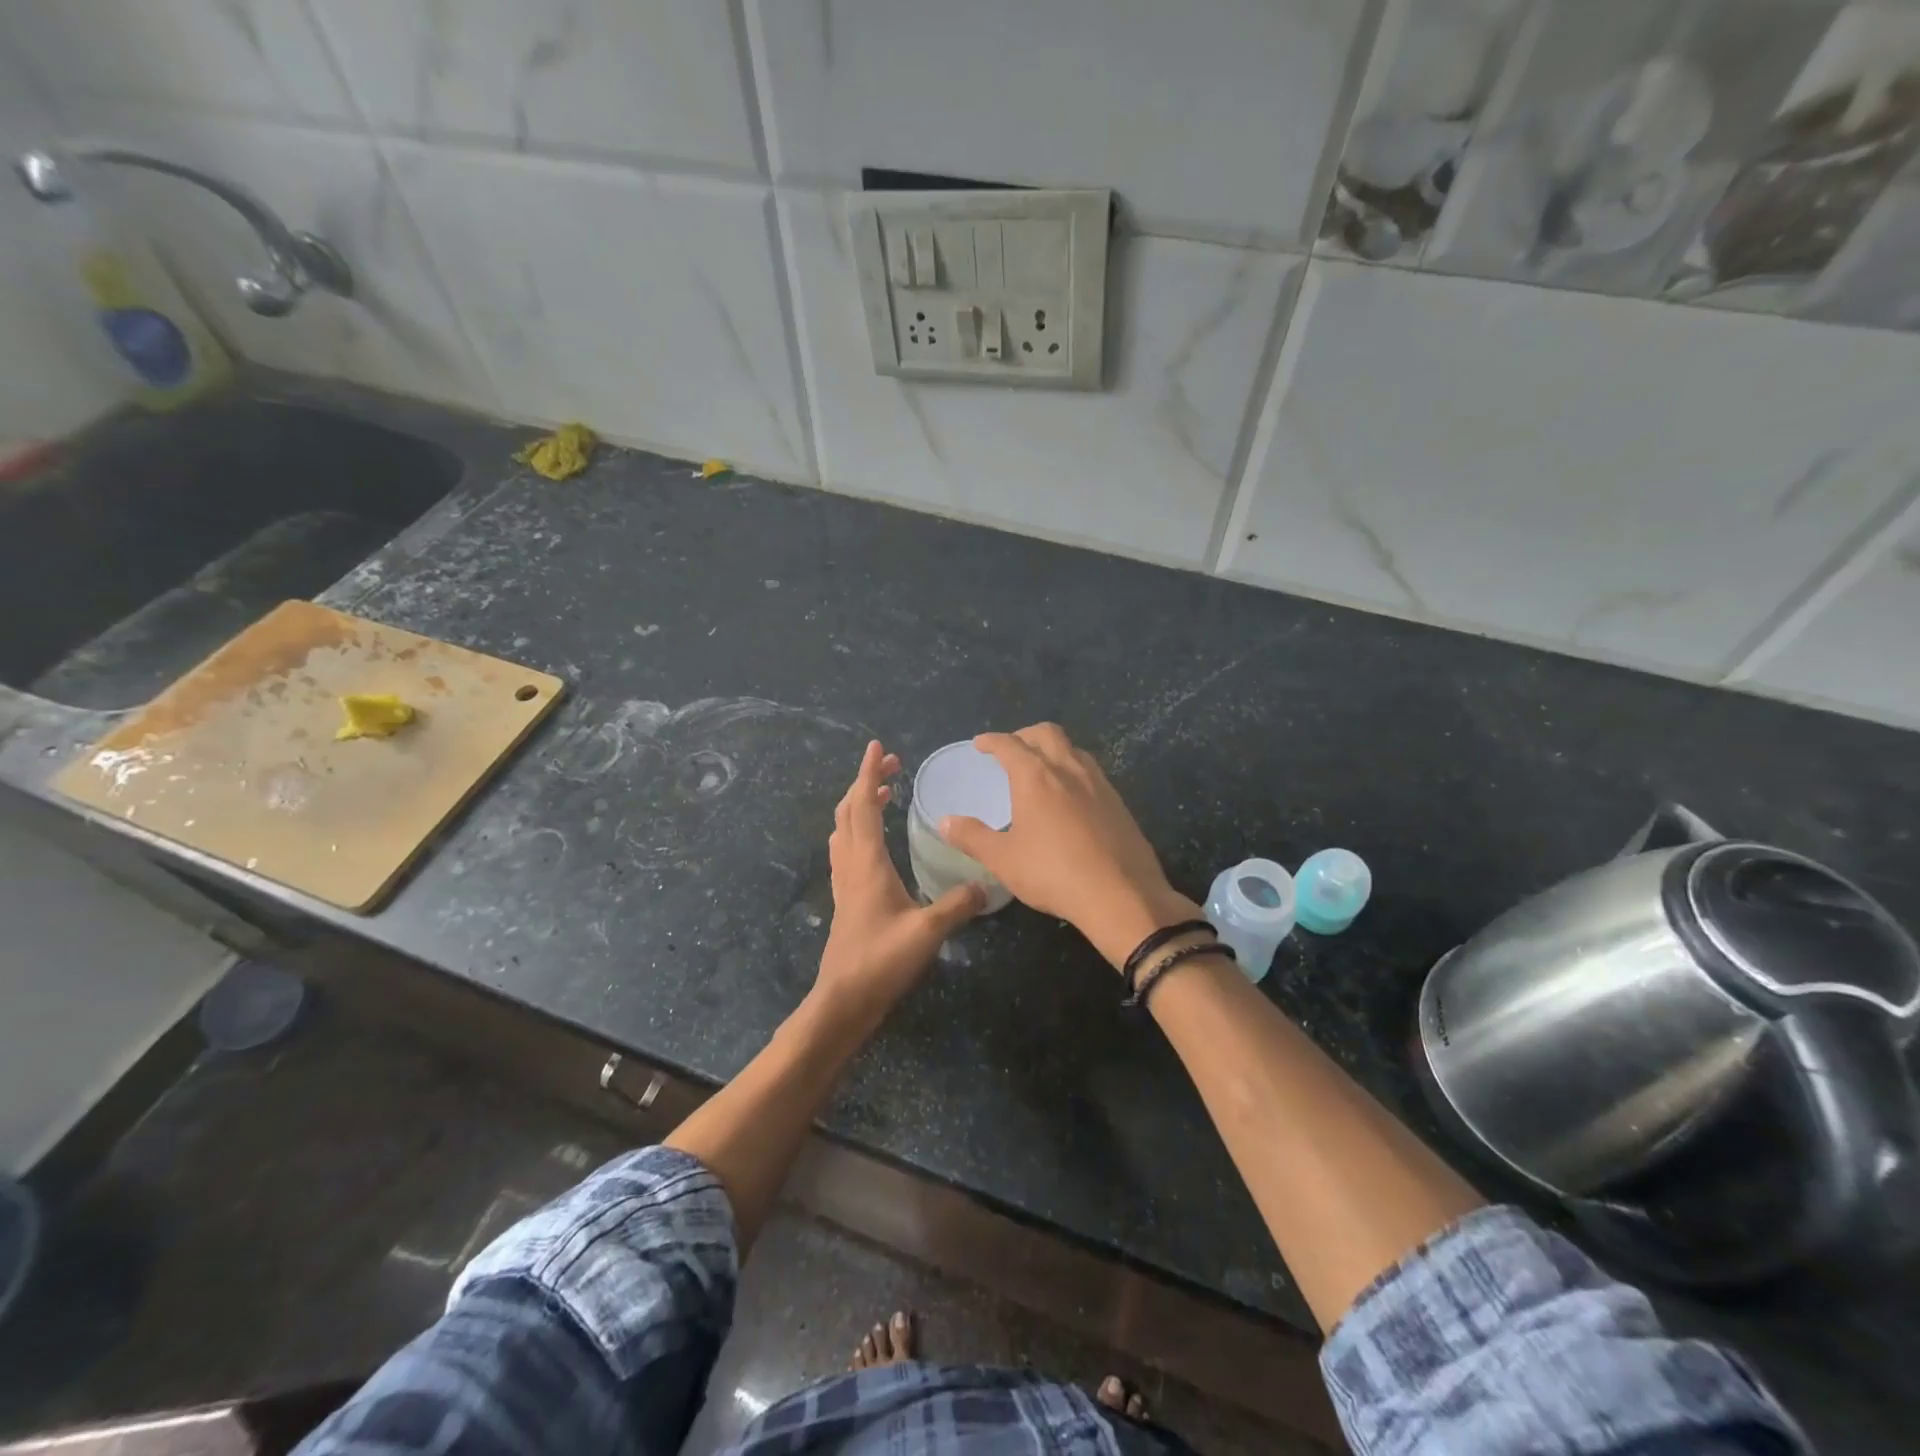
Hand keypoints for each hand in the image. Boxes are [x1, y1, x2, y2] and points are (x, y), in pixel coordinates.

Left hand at [816, 740, 983, 1026]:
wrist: (843, 1000)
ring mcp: (844, 882)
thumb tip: (986, 884)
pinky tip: (874, 841)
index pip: (863, 805)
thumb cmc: (880, 961)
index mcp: (866, 862)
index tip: (877, 747)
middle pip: (849, 810)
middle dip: (865, 782)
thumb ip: (957, 904)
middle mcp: (850, 865)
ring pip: (844, 829)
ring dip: (858, 804)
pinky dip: (857, 829)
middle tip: (890, 766)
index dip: (868, 772)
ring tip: (881, 794)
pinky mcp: (846, 899)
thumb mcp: (927, 932)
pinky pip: (846, 849)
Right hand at [937, 724, 1198, 970]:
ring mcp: (1099, 783)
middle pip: (1047, 733)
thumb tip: (945, 821)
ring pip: (1073, 750)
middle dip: (1025, 735)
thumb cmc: (1053, 873)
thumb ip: (972, 837)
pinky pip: (1091, 772)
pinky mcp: (1119, 802)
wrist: (1121, 895)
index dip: (992, 741)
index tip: (980, 744)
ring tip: (1042, 768)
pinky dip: (1073, 771)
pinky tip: (1071, 797)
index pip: (1009, 744)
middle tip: (1011, 749)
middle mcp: (1068, 769)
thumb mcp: (1003, 859)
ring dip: (1053, 749)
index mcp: (1035, 777)